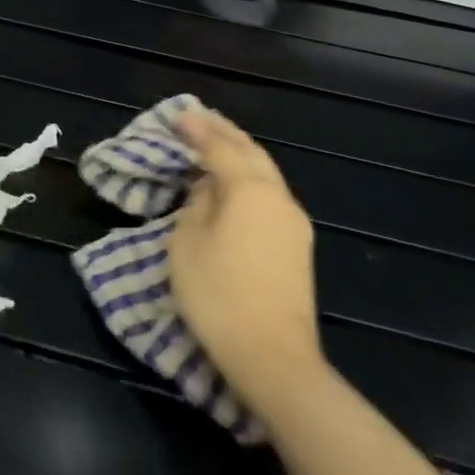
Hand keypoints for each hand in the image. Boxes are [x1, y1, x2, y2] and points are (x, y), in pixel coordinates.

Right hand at [168, 105, 324, 416]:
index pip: (219, 147)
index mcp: (250, 189)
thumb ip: (196, 205)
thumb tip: (208, 189)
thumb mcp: (187, 242)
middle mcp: (279, 198)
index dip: (196, 130)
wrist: (273, 358)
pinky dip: (249, 177)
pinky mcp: (297, 248)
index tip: (177, 115)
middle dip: (224, 132)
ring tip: (216, 142)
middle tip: (199, 118)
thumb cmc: (218, 294)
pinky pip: (269, 195)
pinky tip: (233, 181)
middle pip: (251, 153)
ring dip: (239, 154)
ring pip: (265, 173)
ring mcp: (293, 224)